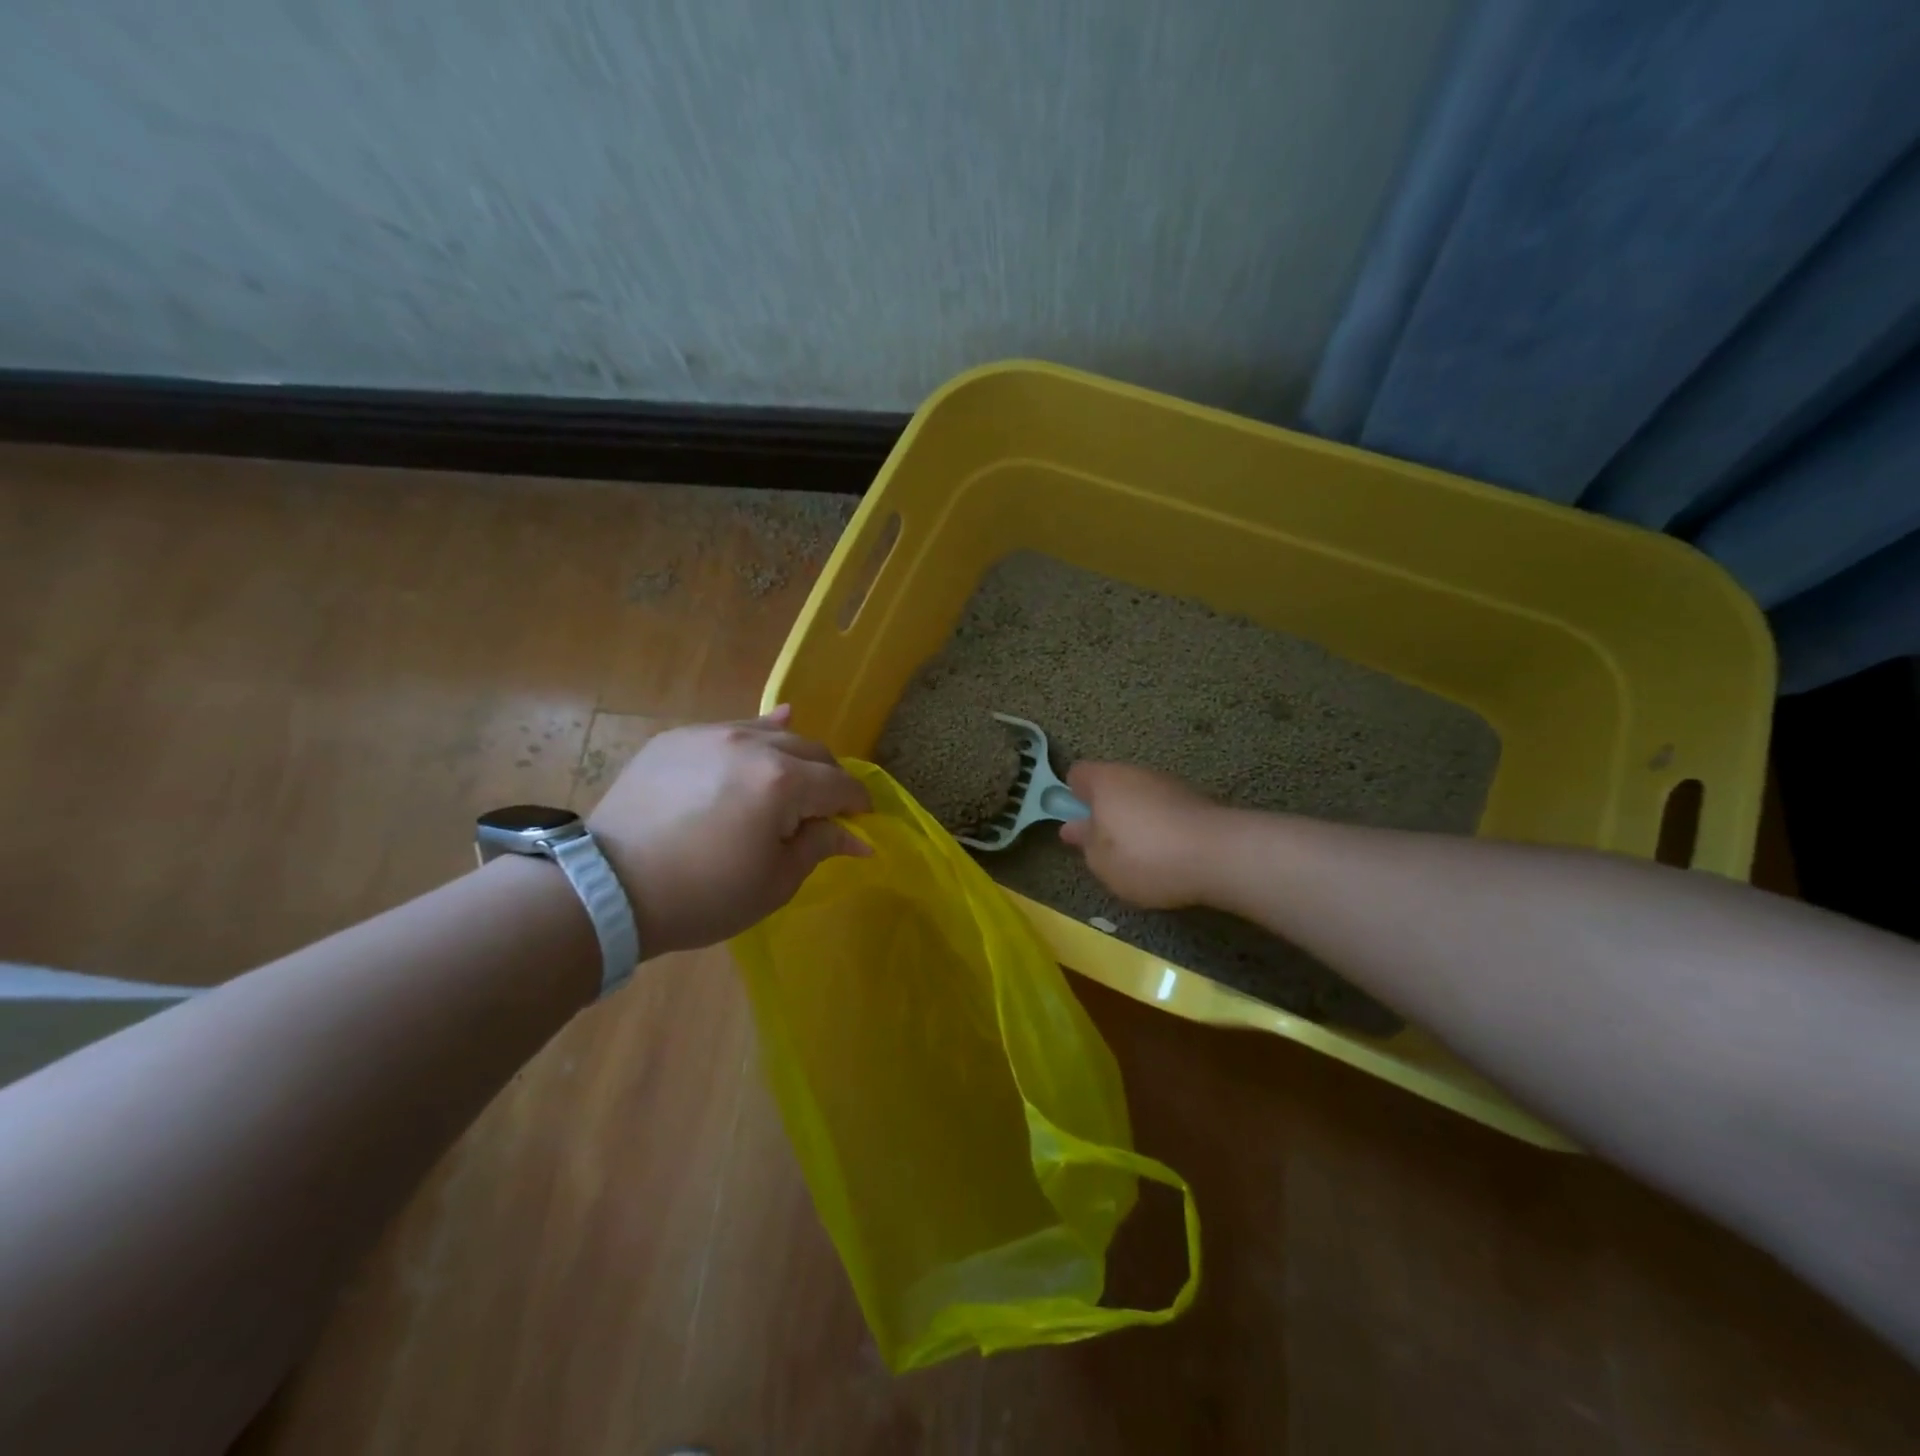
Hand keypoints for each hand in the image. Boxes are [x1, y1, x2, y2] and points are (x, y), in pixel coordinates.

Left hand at [587, 706, 871, 956]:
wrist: (609, 889)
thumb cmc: (703, 895)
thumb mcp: (774, 882)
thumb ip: (820, 846)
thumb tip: (857, 837)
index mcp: (783, 782)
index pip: (840, 784)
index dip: (858, 804)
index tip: (862, 822)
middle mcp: (752, 745)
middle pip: (811, 750)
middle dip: (829, 778)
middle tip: (826, 809)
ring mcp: (711, 735)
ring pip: (771, 733)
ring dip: (793, 756)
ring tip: (795, 778)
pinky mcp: (677, 738)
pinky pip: (730, 729)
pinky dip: (754, 737)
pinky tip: (765, 736)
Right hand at [1059, 762, 1230, 909]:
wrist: (1218, 855)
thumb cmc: (1143, 856)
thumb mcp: (1100, 860)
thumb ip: (1085, 841)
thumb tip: (1075, 827)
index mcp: (1104, 780)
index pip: (1077, 774)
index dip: (1071, 796)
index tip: (1077, 823)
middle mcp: (1135, 773)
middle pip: (1111, 785)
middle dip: (1106, 810)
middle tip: (1106, 846)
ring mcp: (1169, 784)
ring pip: (1140, 797)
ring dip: (1136, 819)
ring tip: (1140, 856)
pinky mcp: (1196, 801)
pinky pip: (1166, 811)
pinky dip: (1162, 828)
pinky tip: (1168, 856)